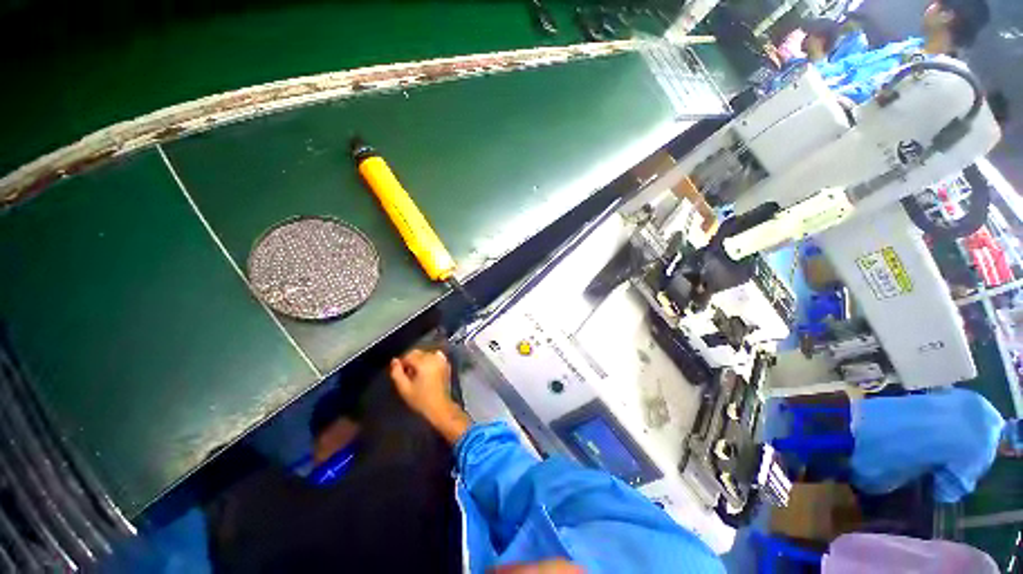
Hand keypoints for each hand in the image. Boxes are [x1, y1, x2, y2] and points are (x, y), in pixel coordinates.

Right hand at [390, 349, 470, 443]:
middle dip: (411, 361)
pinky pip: (434, 356)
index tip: (401, 373)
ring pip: (425, 354)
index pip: (408, 355)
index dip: (402, 363)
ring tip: (418, 375)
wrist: (440, 406)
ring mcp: (441, 359)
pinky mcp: (446, 363)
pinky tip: (427, 371)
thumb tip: (394, 361)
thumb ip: (397, 373)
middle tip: (408, 376)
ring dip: (419, 360)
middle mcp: (434, 357)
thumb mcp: (404, 389)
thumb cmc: (421, 399)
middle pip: (417, 353)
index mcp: (424, 363)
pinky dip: (429, 360)